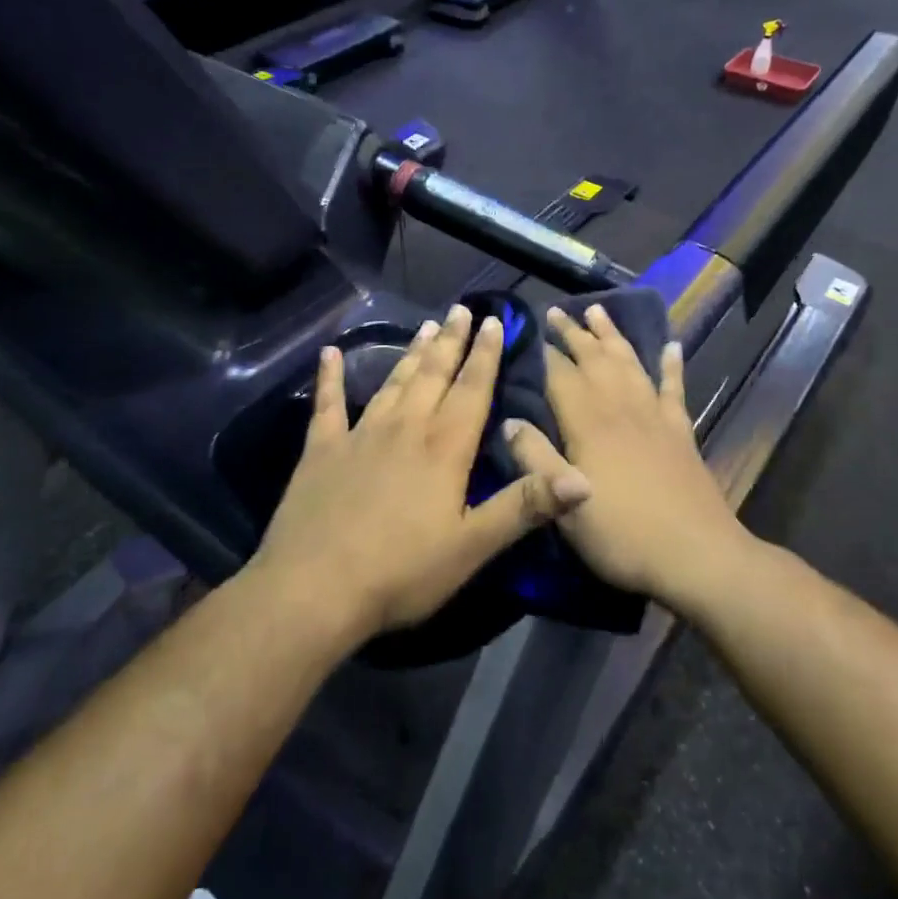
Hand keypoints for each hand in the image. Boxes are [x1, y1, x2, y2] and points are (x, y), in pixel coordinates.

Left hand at [250, 304, 593, 641]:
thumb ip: (525, 506)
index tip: (494, 321)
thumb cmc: (401, 571)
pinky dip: (329, 378)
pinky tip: (328, 354)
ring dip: (411, 354)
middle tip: (461, 310)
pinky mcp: (321, 450)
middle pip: (434, 375)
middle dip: (451, 342)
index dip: (486, 355)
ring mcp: (359, 435)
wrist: (315, 589)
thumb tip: (583, 479)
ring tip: (426, 326)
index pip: (472, 389)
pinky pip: (327, 404)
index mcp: (444, 447)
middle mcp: (405, 428)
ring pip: (393, 383)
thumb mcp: (472, 546)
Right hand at [504, 303, 752, 605]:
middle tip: (557, 311)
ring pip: (629, 363)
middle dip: (573, 333)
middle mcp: (621, 408)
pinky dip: (671, 365)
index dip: (543, 352)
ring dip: (613, 336)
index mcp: (589, 424)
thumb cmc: (622, 534)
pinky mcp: (680, 432)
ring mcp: (654, 417)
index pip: (560, 376)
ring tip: (599, 311)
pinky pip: (673, 388)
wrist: (696, 554)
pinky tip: (671, 346)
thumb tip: (508, 420)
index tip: (528, 328)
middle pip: (594, 360)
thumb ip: (535, 460)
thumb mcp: (565, 506)